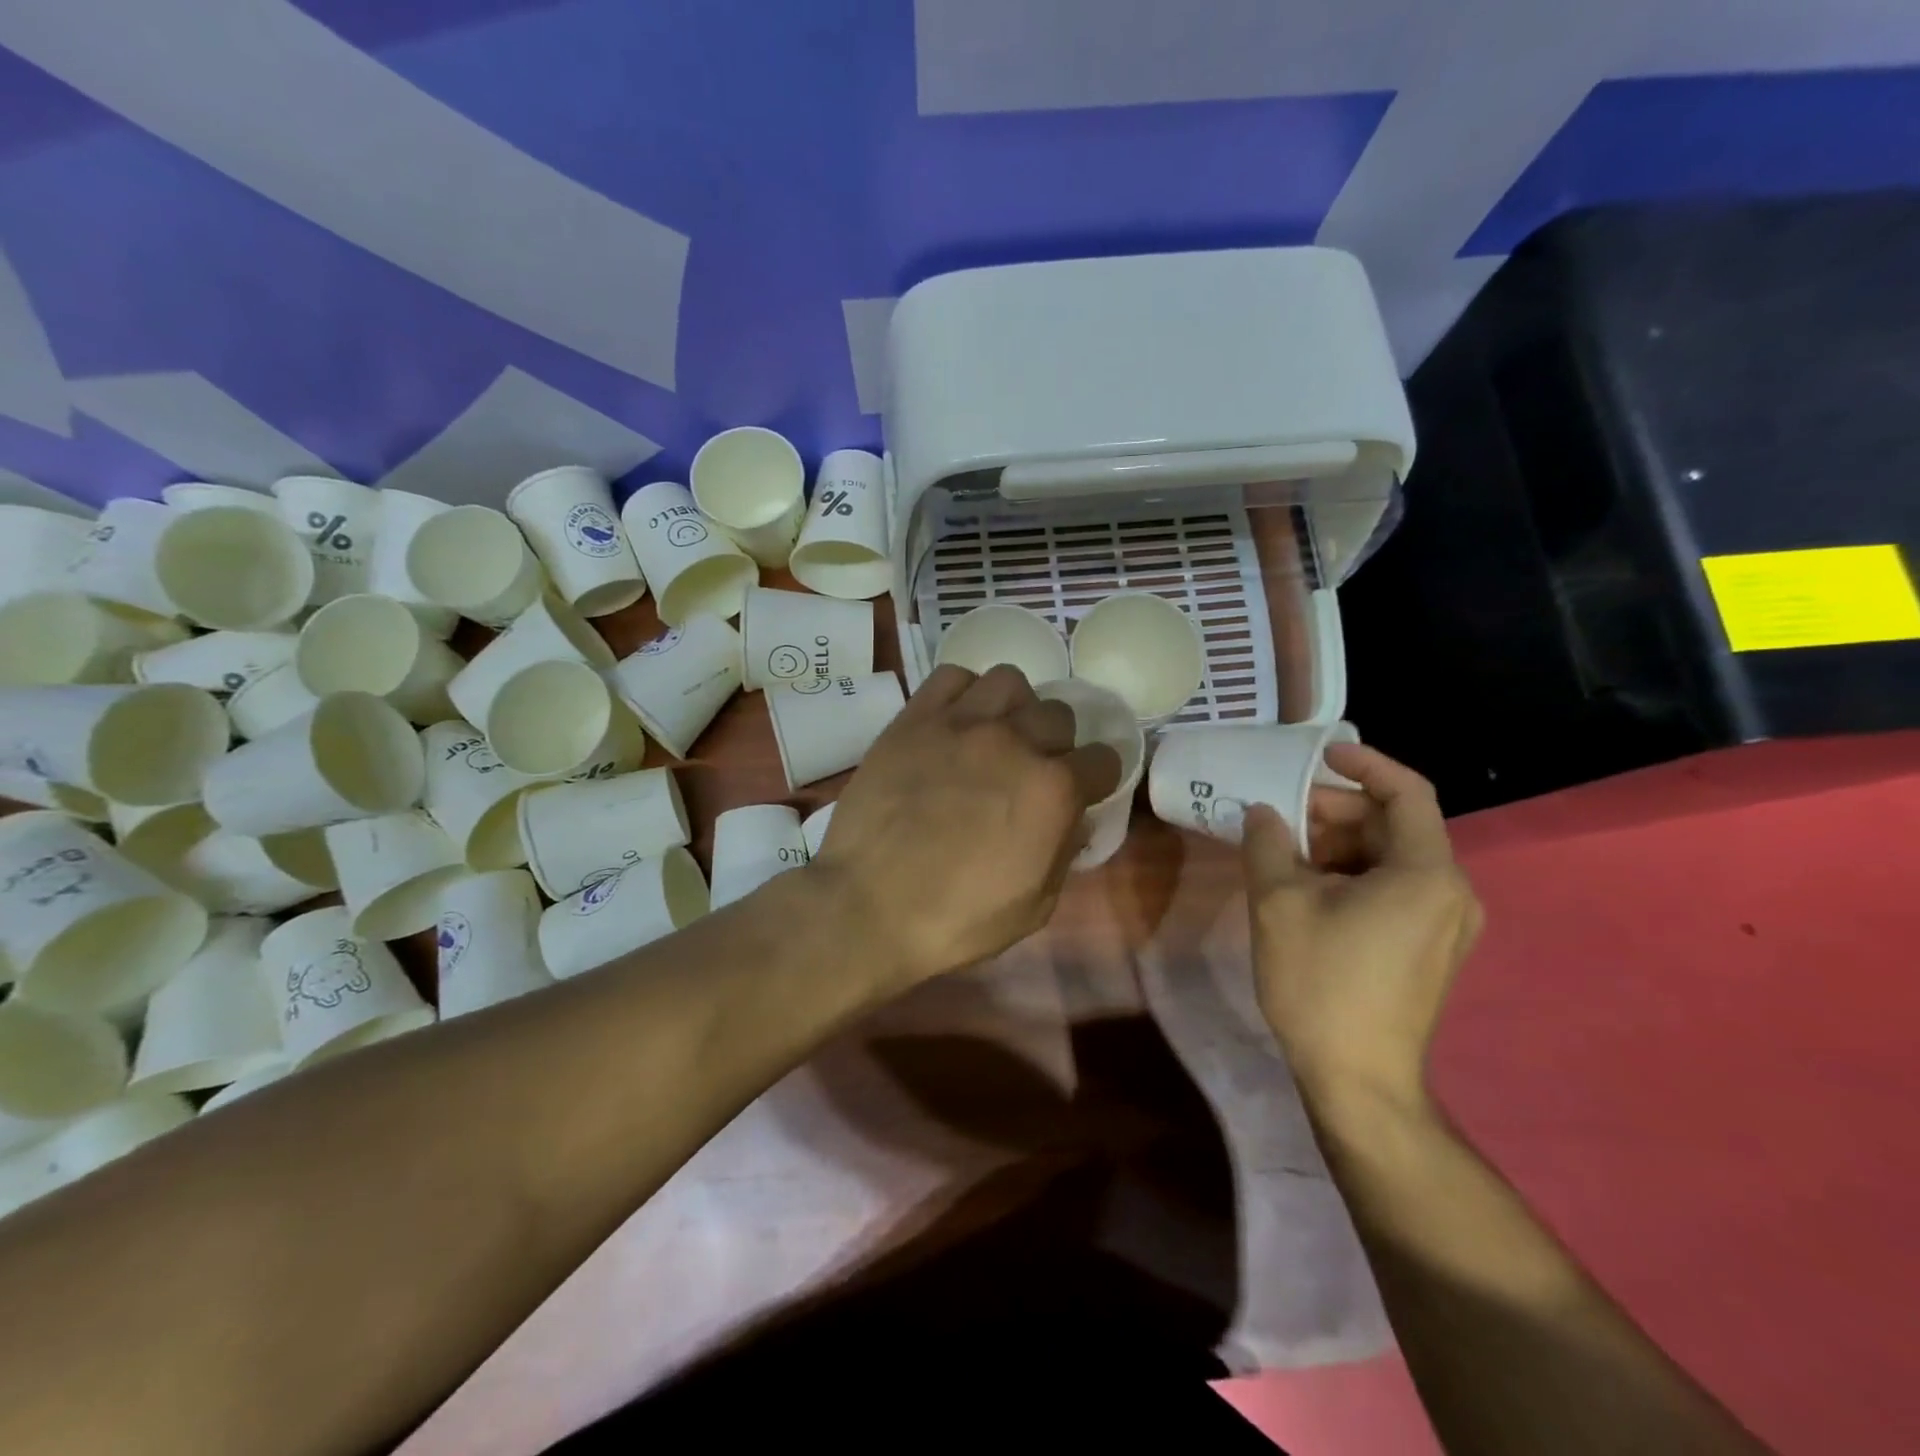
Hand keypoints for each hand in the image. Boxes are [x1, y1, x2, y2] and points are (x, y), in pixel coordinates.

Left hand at [809, 664, 1121, 987]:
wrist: (867, 906)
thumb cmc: (956, 919)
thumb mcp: (1034, 907)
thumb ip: (1063, 853)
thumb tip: (1073, 819)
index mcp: (1052, 790)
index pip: (1103, 759)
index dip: (1098, 777)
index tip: (1084, 789)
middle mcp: (1014, 743)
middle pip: (1058, 714)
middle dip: (1056, 742)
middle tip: (1031, 769)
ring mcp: (961, 724)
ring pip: (1010, 681)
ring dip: (1014, 708)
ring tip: (996, 735)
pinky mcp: (914, 719)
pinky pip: (952, 677)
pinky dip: (963, 693)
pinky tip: (955, 722)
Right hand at [1242, 744, 1481, 1112]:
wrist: (1358, 1078)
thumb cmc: (1320, 982)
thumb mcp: (1278, 902)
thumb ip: (1268, 843)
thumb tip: (1263, 813)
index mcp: (1425, 872)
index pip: (1407, 792)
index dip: (1364, 764)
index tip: (1319, 755)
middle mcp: (1451, 891)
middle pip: (1395, 825)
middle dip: (1336, 811)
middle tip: (1282, 815)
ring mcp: (1446, 924)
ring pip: (1392, 858)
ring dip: (1339, 844)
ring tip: (1285, 852)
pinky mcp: (1431, 948)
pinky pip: (1395, 889)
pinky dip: (1353, 874)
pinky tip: (1307, 888)